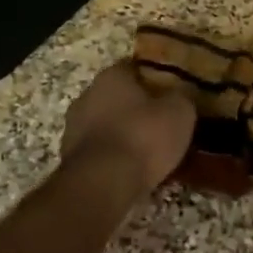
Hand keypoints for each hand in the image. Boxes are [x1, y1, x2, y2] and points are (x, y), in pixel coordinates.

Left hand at [60, 62, 196, 195]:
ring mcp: (73, 128)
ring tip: (151, 152)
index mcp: (111, 76)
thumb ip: (181, 97)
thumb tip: (181, 93)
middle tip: (162, 123)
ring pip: (107, 125)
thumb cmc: (143, 138)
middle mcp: (87, 95)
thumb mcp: (179, 113)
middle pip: (117, 97)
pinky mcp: (71, 159)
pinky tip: (133, 171)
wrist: (102, 184)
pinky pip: (100, 152)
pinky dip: (114, 158)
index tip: (171, 92)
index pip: (134, 67)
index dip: (154, 79)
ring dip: (124, 134)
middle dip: (137, 108)